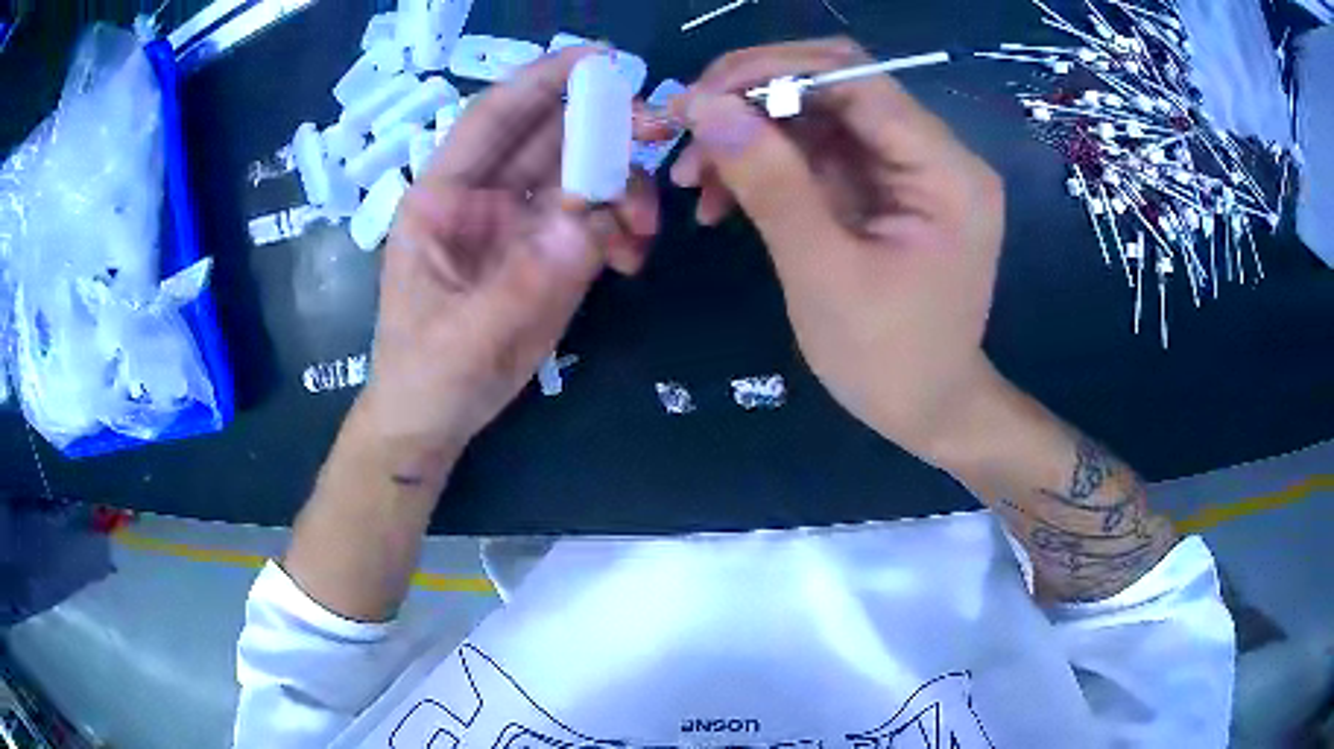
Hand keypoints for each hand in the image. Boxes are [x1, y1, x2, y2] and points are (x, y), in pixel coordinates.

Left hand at [359, 47, 660, 472]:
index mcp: (444, 197)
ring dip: (625, 185)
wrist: (435, 422)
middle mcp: (487, 198)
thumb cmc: (426, 374)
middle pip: (551, 138)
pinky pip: (601, 220)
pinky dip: (626, 227)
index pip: (494, 118)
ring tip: (646, 225)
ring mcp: (524, 225)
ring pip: (585, 176)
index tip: (600, 59)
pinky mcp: (553, 255)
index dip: (542, 81)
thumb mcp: (464, 337)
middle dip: (605, 125)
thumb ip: (523, 282)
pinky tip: (634, 258)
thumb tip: (589, 222)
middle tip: (657, 126)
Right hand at [670, 38, 1005, 460]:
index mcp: (944, 170)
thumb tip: (704, 106)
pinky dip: (766, 167)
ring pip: (817, 118)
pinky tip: (722, 200)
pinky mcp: (883, 189)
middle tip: (685, 132)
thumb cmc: (886, 360)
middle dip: (752, 102)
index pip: (856, 79)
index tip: (696, 98)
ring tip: (693, 180)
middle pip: (835, 87)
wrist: (927, 412)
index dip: (771, 72)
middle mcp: (934, 154)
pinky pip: (817, 155)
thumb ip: (769, 181)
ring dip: (750, 137)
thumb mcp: (822, 272)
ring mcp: (908, 169)